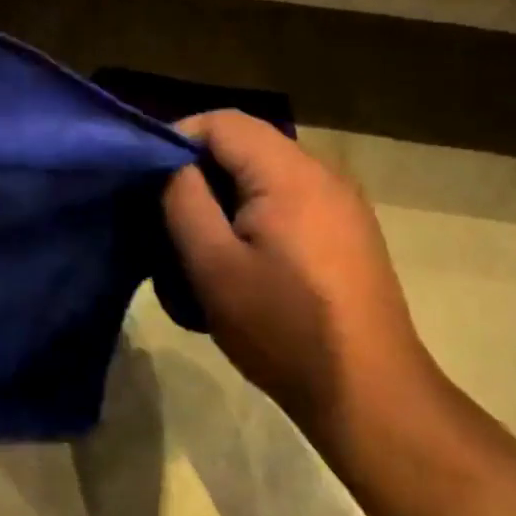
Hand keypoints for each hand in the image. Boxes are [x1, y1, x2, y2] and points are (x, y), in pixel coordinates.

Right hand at [162, 111, 438, 449]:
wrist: (369, 393)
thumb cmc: (283, 328)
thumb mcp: (213, 265)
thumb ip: (183, 200)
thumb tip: (172, 165)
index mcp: (290, 174)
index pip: (222, 122)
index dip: (177, 139)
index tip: (146, 180)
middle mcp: (323, 174)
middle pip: (245, 145)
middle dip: (198, 173)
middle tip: (165, 217)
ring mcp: (341, 204)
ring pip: (264, 175)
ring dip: (224, 198)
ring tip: (197, 244)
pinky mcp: (347, 232)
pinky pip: (288, 201)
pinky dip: (252, 216)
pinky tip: (240, 261)